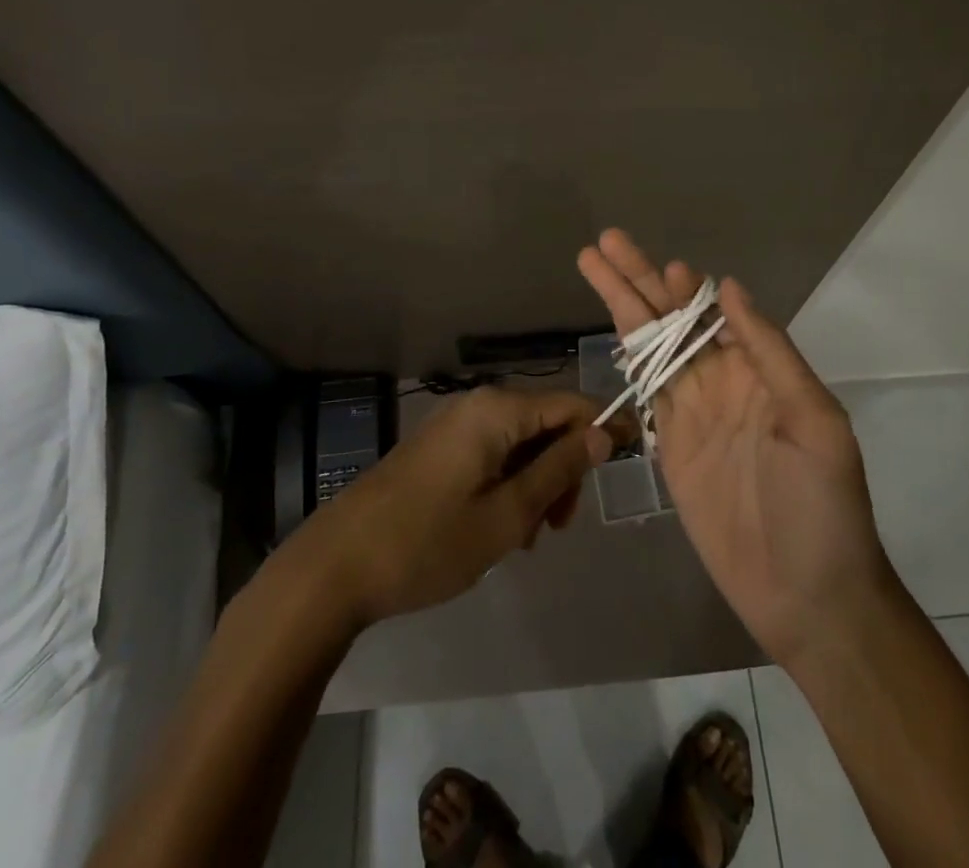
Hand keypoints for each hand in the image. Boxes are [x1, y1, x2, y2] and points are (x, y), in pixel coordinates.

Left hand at [294, 386, 613, 628]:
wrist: (336, 565)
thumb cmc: (429, 543)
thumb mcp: (507, 515)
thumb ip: (559, 469)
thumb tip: (603, 433)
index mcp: (497, 410)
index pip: (572, 404)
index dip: (605, 428)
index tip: (631, 460)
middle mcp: (478, 404)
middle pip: (546, 423)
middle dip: (564, 469)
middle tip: (558, 526)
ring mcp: (455, 425)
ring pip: (520, 443)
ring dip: (536, 483)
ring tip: (526, 536)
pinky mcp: (439, 447)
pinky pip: (492, 453)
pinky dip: (509, 484)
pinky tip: (500, 526)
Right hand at [578, 229, 901, 668]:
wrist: (807, 596)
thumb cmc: (822, 506)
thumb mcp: (814, 421)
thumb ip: (770, 351)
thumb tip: (730, 287)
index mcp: (759, 370)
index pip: (711, 312)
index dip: (683, 286)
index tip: (661, 264)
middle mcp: (721, 382)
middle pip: (670, 320)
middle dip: (637, 280)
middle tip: (603, 242)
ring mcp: (692, 413)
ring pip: (650, 347)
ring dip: (623, 307)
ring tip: (593, 267)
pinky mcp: (669, 448)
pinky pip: (645, 392)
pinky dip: (628, 359)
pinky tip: (613, 333)